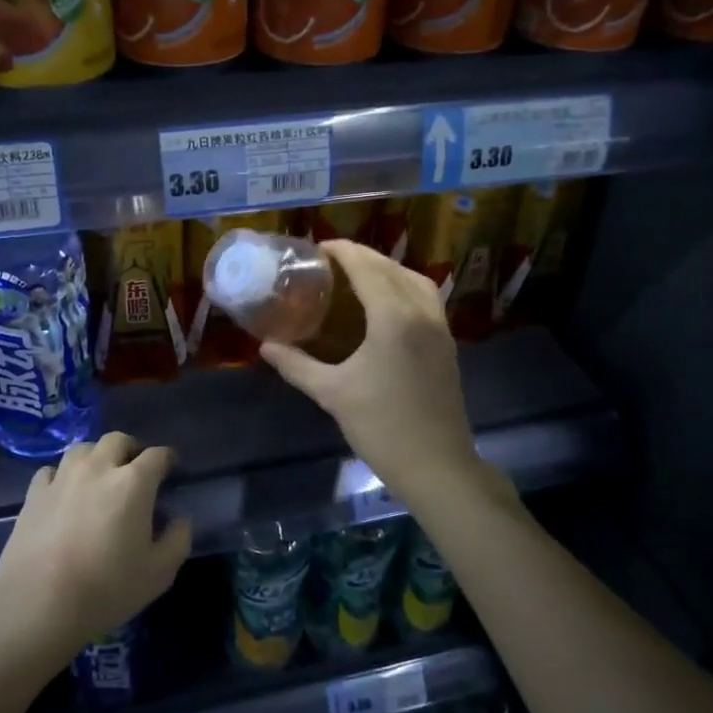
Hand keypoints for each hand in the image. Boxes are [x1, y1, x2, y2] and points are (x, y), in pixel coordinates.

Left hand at [0, 432, 190, 665]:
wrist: (37, 604)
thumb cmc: (106, 588)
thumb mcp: (159, 573)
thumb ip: (177, 540)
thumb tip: (179, 520)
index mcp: (133, 483)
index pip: (157, 455)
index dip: (167, 459)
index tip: (171, 468)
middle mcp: (98, 469)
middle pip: (117, 440)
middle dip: (131, 449)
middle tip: (136, 470)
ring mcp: (62, 478)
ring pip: (83, 449)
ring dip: (97, 456)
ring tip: (100, 477)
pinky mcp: (34, 494)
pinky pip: (52, 470)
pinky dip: (63, 475)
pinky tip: (65, 493)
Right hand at [260, 240, 480, 501]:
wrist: (436, 464)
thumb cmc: (381, 426)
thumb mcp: (332, 393)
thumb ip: (296, 365)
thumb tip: (265, 346)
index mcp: (393, 317)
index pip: (367, 268)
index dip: (343, 252)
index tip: (318, 247)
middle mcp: (421, 312)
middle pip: (391, 268)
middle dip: (362, 256)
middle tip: (331, 259)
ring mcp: (440, 327)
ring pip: (415, 279)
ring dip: (387, 268)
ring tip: (358, 274)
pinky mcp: (447, 343)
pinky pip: (426, 297)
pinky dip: (405, 286)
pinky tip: (386, 302)